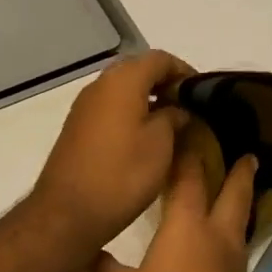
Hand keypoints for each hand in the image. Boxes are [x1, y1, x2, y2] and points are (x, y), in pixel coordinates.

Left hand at [31, 49, 192, 255]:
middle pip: (139, 70)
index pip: (160, 59)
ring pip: (123, 90)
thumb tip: (178, 109)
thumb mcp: (161, 144)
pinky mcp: (77, 127)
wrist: (68, 212)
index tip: (203, 94)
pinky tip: (145, 138)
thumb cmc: (122, 174)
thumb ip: (174, 116)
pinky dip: (130, 113)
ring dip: (148, 99)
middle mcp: (100, 85)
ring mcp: (84, 106)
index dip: (185, 71)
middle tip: (189, 108)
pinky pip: (110, 108)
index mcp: (123, 81)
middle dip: (166, 84)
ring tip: (172, 125)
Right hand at [87, 139, 266, 271]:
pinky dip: (231, 229)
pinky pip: (236, 246)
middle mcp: (216, 237)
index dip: (187, 148)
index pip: (188, 174)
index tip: (187, 125)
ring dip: (240, 196)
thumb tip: (87, 245)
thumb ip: (99, 266)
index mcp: (186, 227)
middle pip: (233, 190)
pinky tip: (216, 243)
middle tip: (241, 148)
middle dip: (236, 167)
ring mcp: (233, 265)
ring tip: (238, 183)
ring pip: (240, 218)